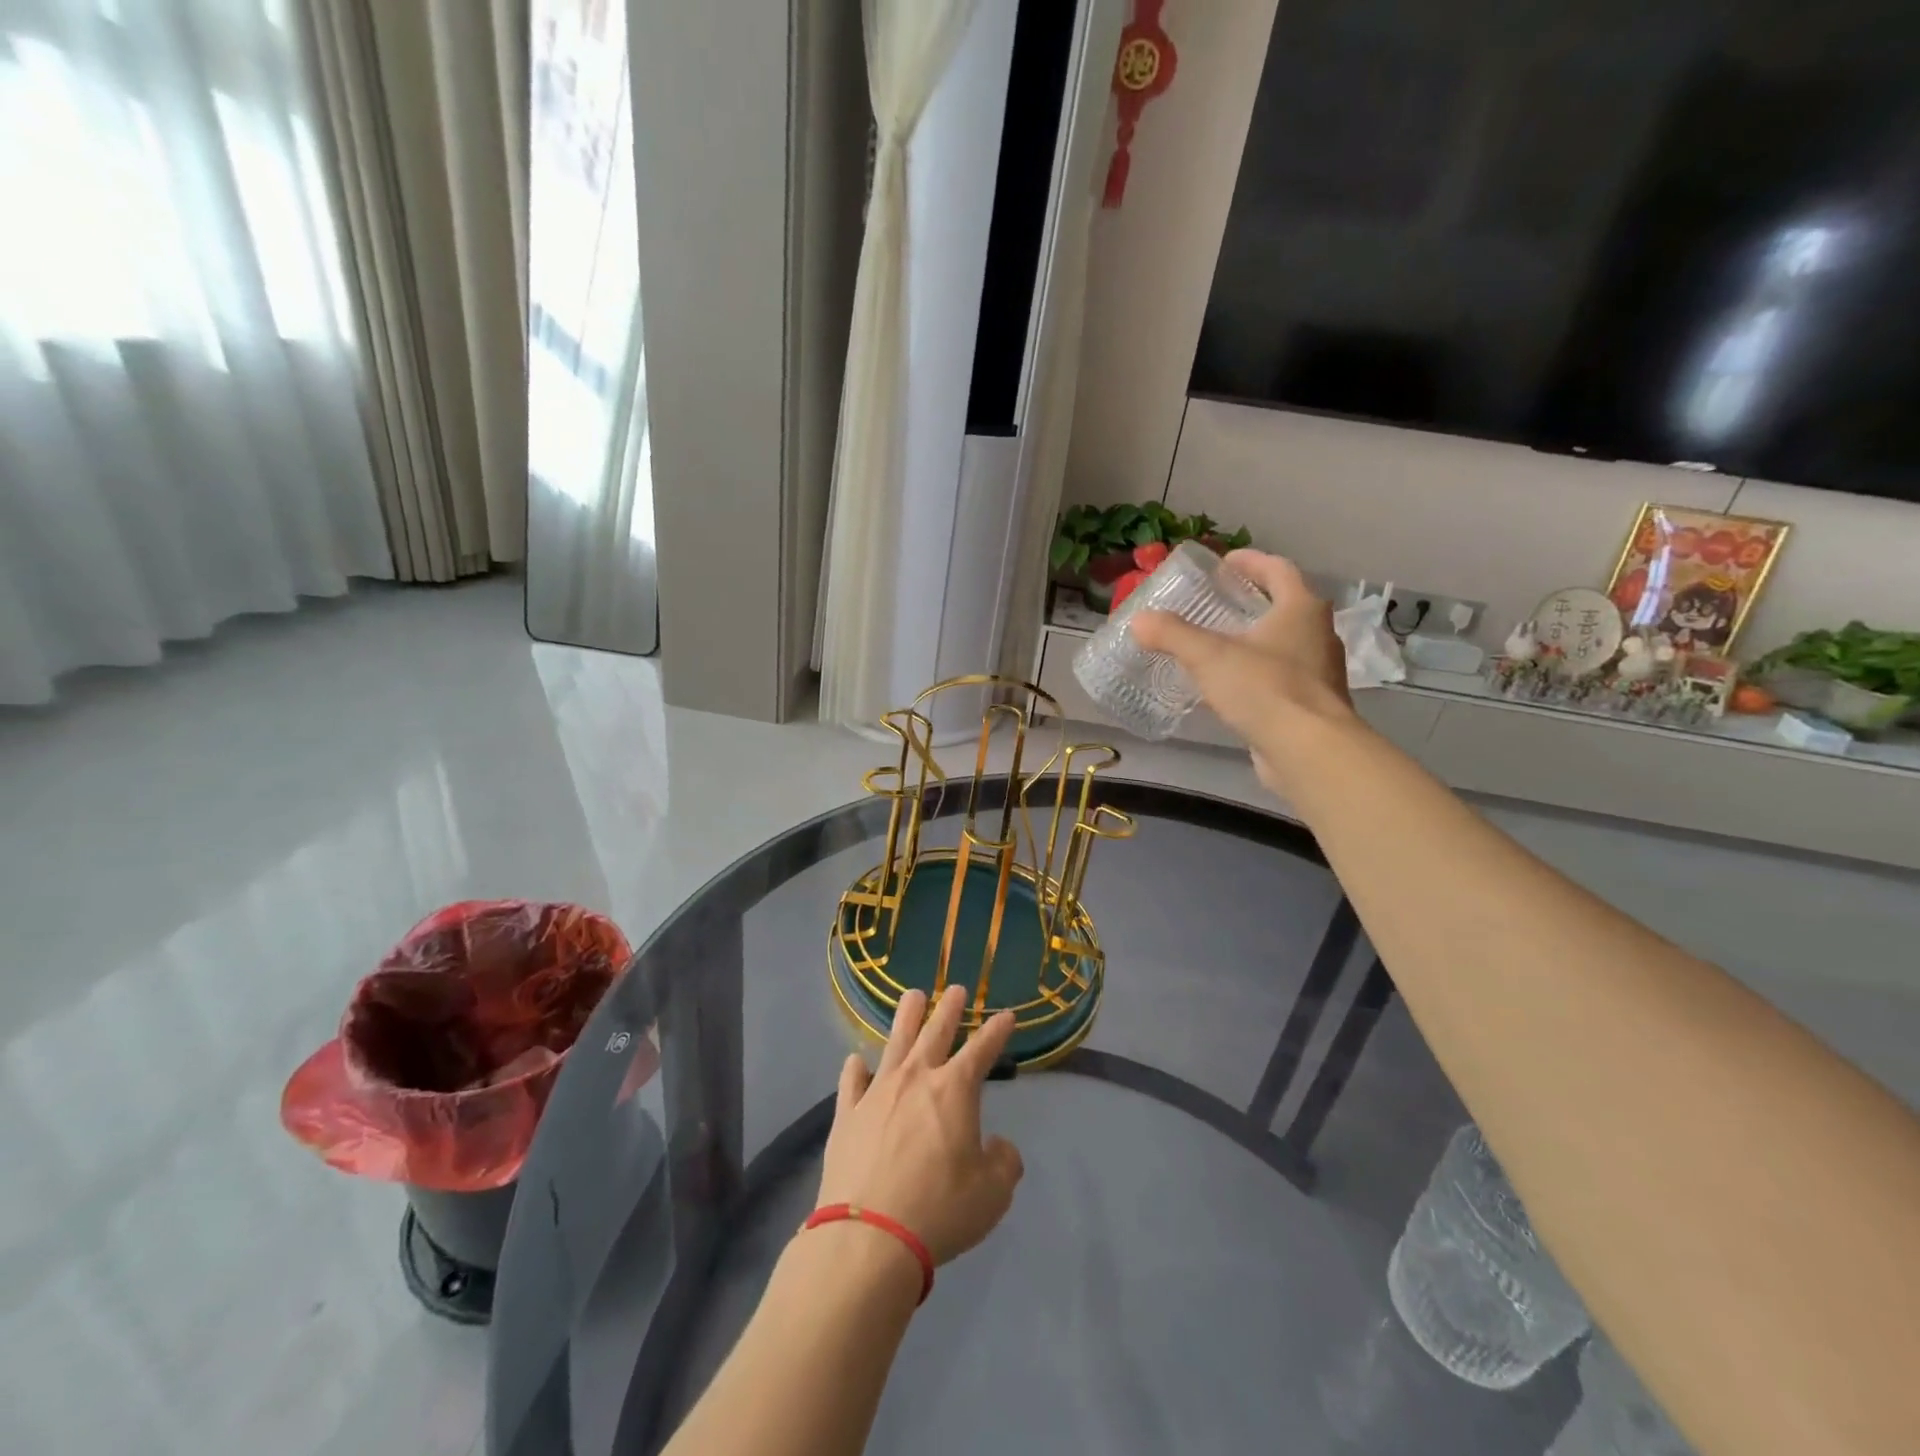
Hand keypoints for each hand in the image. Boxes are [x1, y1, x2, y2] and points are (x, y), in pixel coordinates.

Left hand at [817, 984, 1023, 1265]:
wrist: (869, 1235)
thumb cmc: (940, 1209)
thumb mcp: (992, 1193)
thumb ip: (1003, 1162)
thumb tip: (998, 1147)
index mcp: (955, 1090)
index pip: (982, 1049)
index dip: (997, 1031)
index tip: (1007, 1015)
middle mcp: (916, 1079)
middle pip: (935, 1032)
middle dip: (949, 1008)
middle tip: (955, 989)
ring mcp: (877, 1092)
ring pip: (894, 1042)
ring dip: (906, 1017)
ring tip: (912, 996)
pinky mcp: (847, 1115)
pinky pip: (852, 1082)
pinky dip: (855, 1069)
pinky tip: (856, 1060)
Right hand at [1131, 549, 1355, 796]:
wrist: (1309, 751)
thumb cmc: (1264, 689)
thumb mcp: (1209, 656)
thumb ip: (1172, 635)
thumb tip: (1139, 620)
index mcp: (1301, 609)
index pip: (1278, 569)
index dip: (1250, 561)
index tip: (1222, 564)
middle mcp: (1318, 634)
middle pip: (1285, 605)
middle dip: (1251, 601)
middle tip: (1215, 603)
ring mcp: (1319, 671)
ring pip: (1284, 643)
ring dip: (1254, 639)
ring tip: (1218, 645)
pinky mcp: (1312, 704)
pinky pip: (1281, 677)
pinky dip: (1257, 673)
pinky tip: (1230, 687)